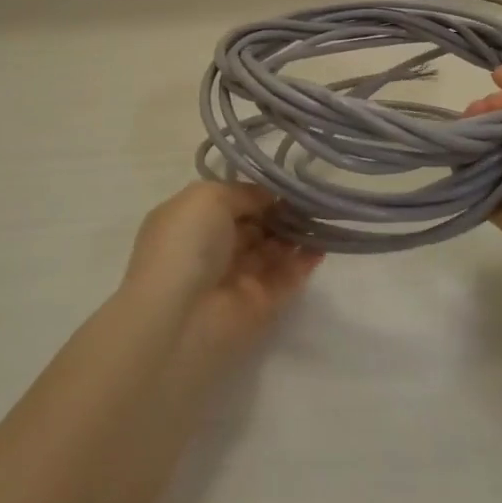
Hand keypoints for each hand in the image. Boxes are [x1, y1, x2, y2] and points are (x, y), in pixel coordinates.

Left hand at [122, 181, 322, 359]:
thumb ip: (243, 193)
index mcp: (192, 222)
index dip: (259, 193)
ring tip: (322, 217)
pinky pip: (285, 279)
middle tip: (310, 199)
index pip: (232, 202)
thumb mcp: (207, 197)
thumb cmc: (186, 245)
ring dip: (296, 235)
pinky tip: (322, 245)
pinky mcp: (259, 307)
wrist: (179, 318)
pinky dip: (304, 263)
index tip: (288, 184)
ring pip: (272, 252)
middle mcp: (212, 250)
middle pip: (255, 227)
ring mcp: (236, 280)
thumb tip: (269, 198)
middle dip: (281, 213)